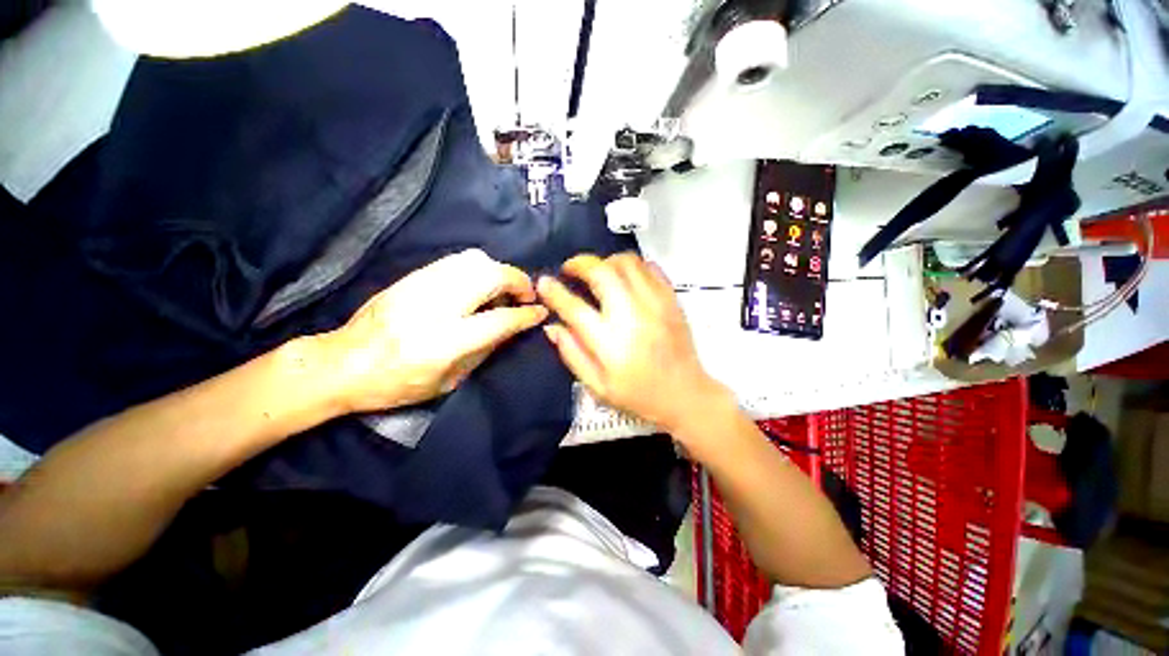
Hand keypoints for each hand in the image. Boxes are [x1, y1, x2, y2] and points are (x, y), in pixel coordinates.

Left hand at [322, 249, 547, 412]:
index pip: (498, 320)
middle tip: (526, 295)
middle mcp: (434, 307)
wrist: (342, 363)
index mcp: (444, 342)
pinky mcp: (412, 276)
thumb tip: (512, 325)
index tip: (541, 311)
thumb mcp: (449, 380)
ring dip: (499, 272)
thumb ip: (485, 349)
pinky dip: (479, 268)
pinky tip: (481, 284)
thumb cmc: (398, 384)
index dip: (525, 314)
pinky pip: (457, 261)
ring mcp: (420, 286)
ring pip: (474, 260)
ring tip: (504, 289)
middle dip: (517, 282)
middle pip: (489, 276)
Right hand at [537, 253, 729, 432]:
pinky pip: (650, 268)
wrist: (685, 395)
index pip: (574, 307)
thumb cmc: (639, 397)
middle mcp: (631, 316)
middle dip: (580, 263)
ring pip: (627, 262)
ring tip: (598, 272)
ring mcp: (655, 304)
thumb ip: (572, 354)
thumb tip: (552, 327)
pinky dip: (633, 266)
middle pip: (601, 272)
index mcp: (609, 342)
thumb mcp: (598, 387)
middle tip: (571, 269)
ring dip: (606, 261)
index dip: (554, 291)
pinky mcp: (672, 300)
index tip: (543, 282)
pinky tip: (626, 278)